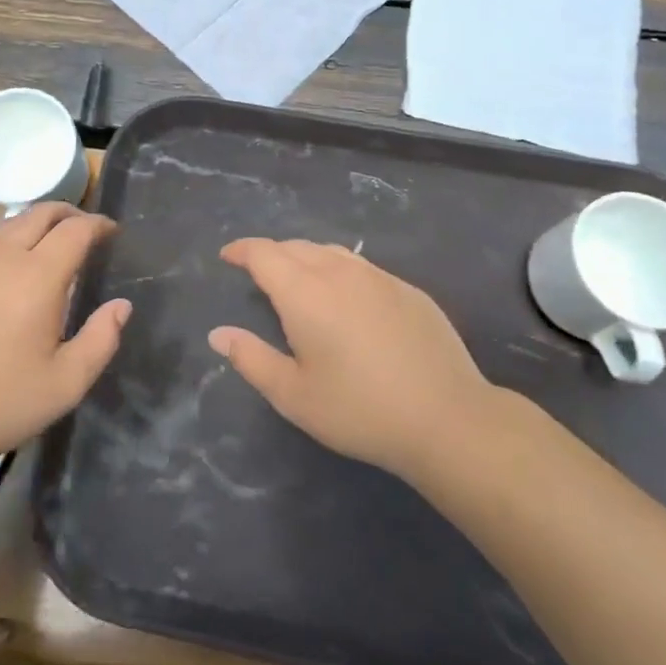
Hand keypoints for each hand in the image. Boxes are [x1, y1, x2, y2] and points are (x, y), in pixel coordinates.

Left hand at [0, 205, 129, 468]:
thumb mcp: (66, 383)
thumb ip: (101, 339)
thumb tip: (120, 306)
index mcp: (37, 275)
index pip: (76, 230)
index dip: (98, 225)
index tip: (110, 232)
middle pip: (39, 214)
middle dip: (67, 214)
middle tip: (82, 230)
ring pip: (4, 226)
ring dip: (31, 227)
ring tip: (43, 248)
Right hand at [210, 239, 500, 481]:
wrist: (447, 418)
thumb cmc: (360, 410)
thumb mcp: (293, 395)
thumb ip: (251, 359)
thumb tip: (218, 334)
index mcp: (304, 293)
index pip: (263, 254)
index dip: (242, 250)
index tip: (228, 256)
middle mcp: (338, 272)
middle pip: (295, 247)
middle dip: (271, 253)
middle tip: (259, 272)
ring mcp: (378, 277)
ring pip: (330, 252)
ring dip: (305, 257)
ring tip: (298, 278)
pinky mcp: (407, 289)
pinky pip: (361, 266)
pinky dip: (339, 270)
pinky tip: (346, 298)